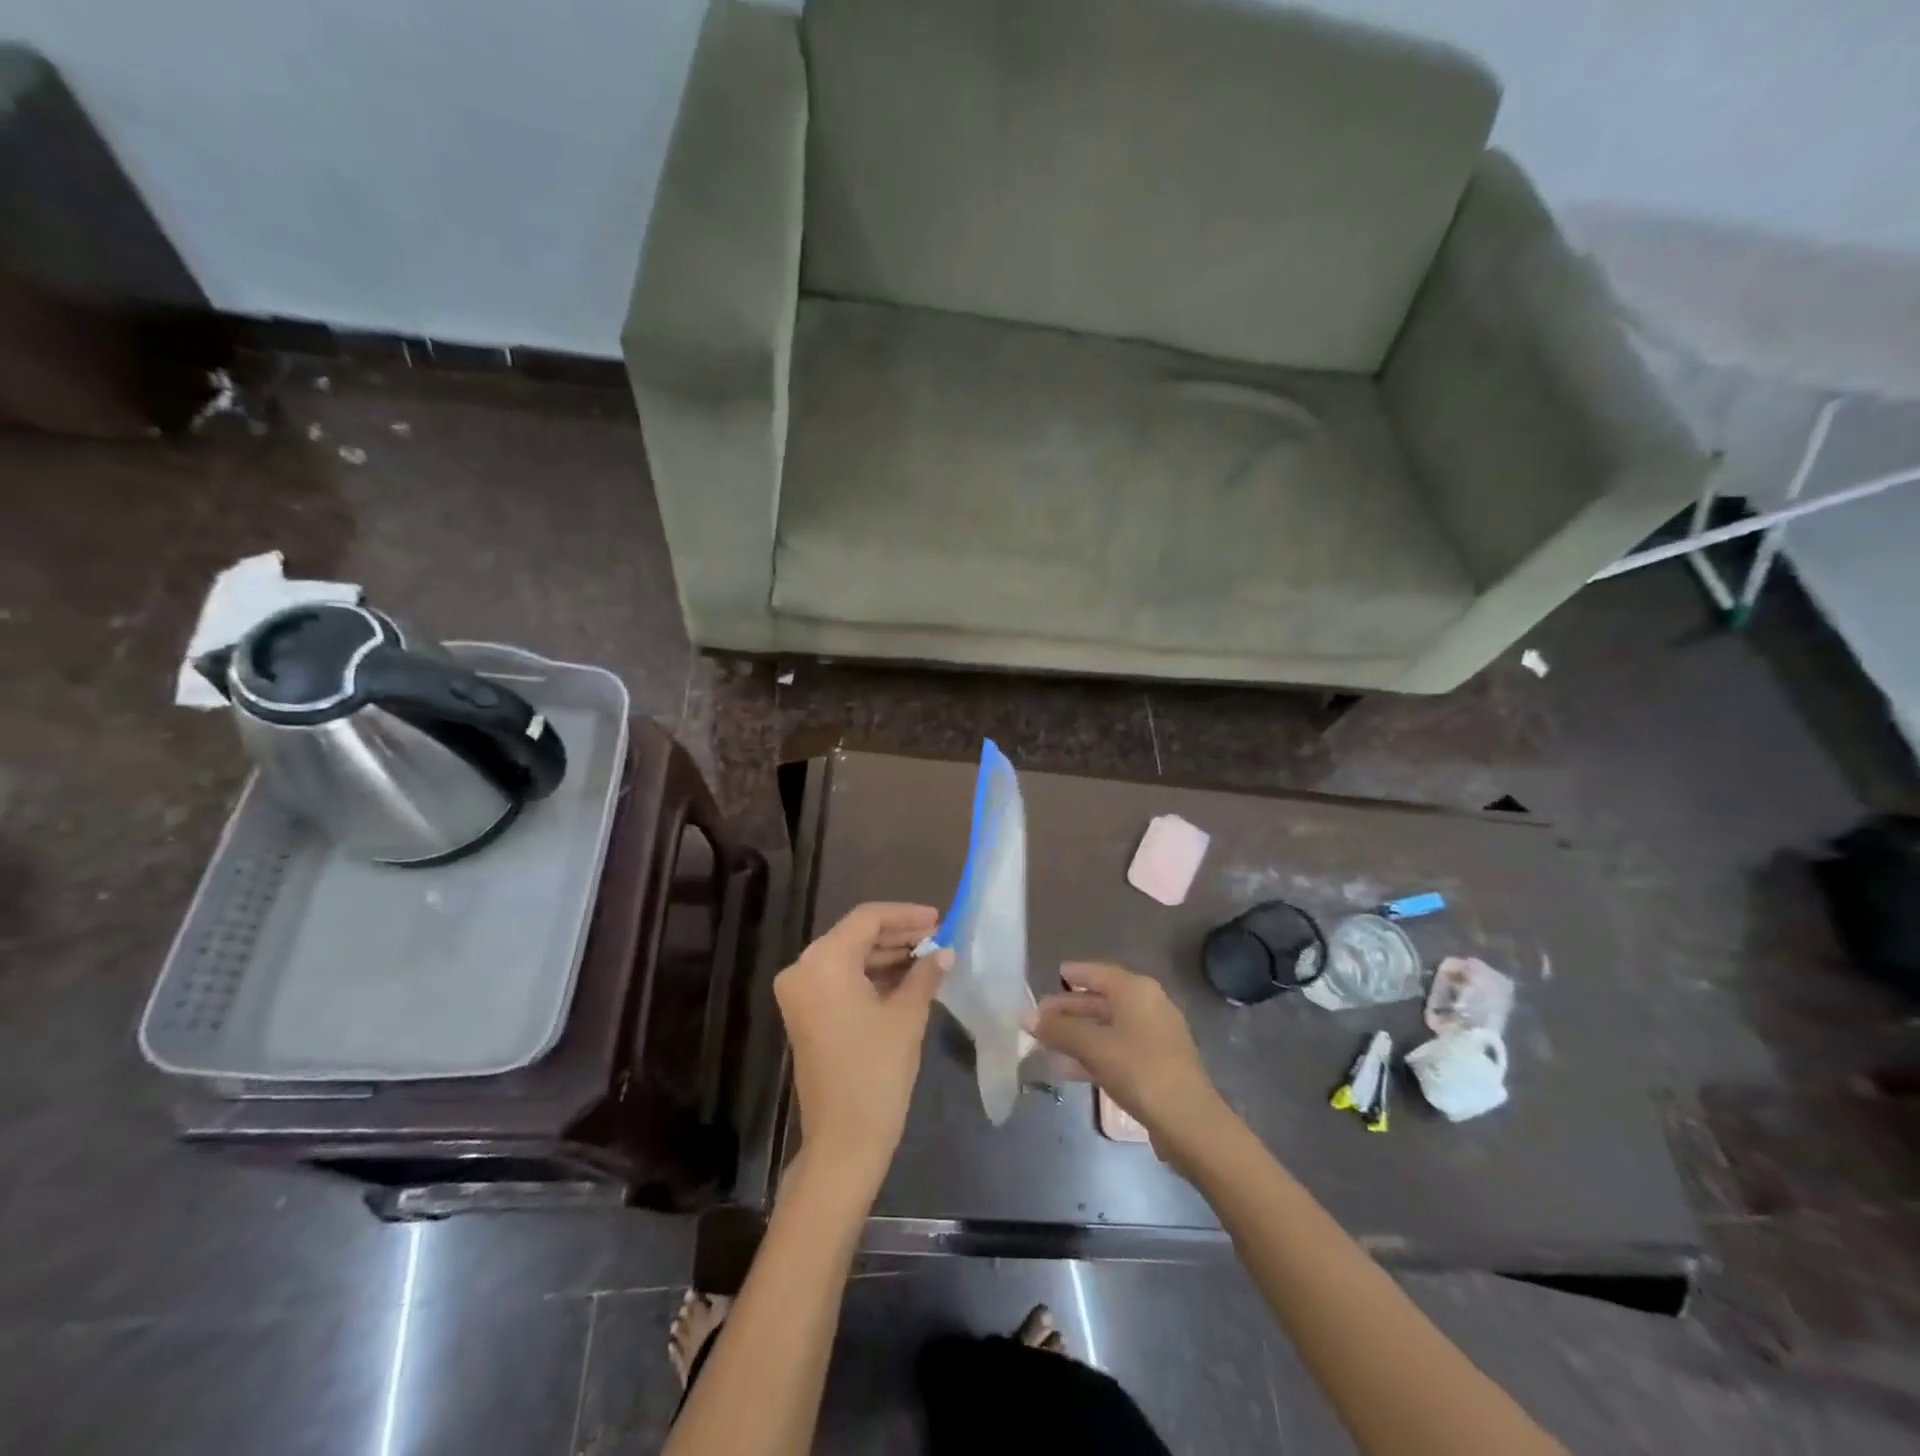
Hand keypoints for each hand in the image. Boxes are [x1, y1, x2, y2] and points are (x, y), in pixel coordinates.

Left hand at [775, 902, 949, 1193]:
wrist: (844, 1141)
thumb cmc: (877, 1071)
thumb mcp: (907, 1016)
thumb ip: (925, 974)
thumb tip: (945, 952)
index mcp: (824, 961)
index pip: (867, 919)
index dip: (905, 916)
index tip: (939, 919)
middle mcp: (803, 969)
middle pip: (855, 936)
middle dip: (897, 936)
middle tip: (937, 938)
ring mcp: (800, 994)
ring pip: (848, 958)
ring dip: (886, 956)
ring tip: (928, 958)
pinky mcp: (805, 1015)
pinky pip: (840, 981)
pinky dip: (870, 977)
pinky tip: (906, 980)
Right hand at [1025, 962, 1224, 1154]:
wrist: (1188, 1120)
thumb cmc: (1139, 1069)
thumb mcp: (1093, 1046)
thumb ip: (1059, 1030)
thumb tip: (1026, 1016)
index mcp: (1136, 990)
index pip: (1098, 973)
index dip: (1075, 973)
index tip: (1054, 974)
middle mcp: (1148, 1005)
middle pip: (1102, 1000)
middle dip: (1070, 1009)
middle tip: (1039, 1017)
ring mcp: (1154, 1036)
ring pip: (1108, 1027)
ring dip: (1078, 1034)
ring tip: (1045, 1043)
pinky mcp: (1156, 1064)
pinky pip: (1117, 1048)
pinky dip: (1093, 1053)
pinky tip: (1068, 1068)